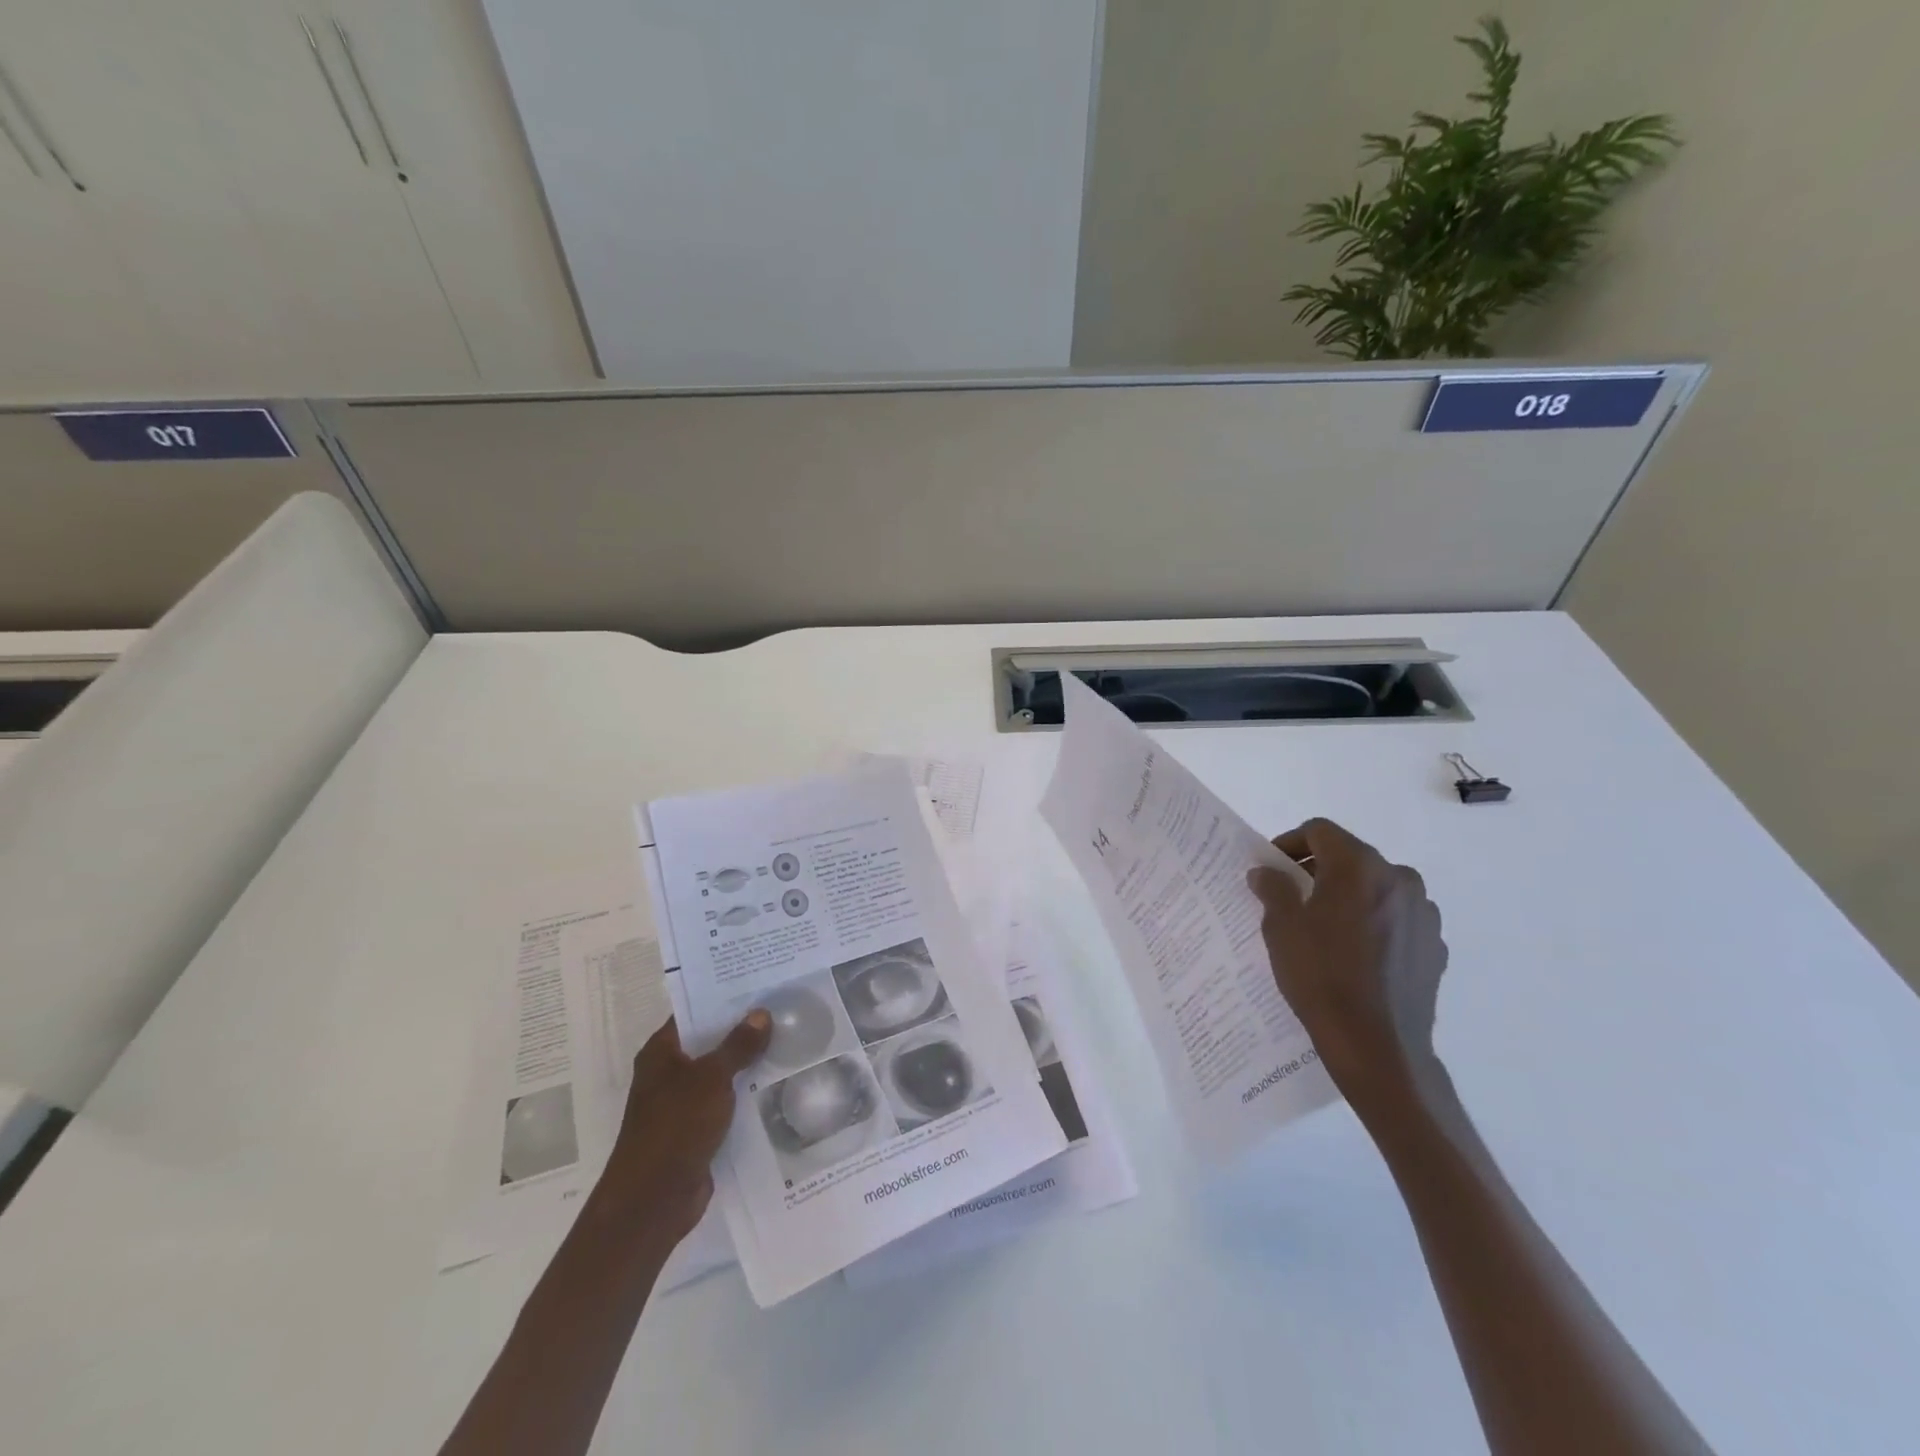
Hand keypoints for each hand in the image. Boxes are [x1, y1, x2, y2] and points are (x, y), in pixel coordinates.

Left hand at [597, 1010, 771, 1243]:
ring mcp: (681, 1103)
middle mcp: (668, 1073)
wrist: (653, 1201)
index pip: (694, 1012)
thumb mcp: (711, 1078)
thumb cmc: (675, 1127)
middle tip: (783, 1008)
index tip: (759, 982)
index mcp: (661, 1052)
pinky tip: (778, 1084)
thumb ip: (738, 1045)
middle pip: (710, 1042)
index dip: (724, 997)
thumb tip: (761, 1013)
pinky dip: (746, 1094)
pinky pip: (726, 1102)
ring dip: (748, 1063)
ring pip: (721, 1073)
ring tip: (789, 1040)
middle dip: (743, 1029)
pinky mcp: (696, 1130)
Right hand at [1247, 818, 1447, 1121]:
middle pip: (1350, 857)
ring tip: (1325, 927)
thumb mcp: (1281, 928)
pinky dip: (1373, 922)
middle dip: (1319, 869)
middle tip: (1292, 896)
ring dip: (1348, 895)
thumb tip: (1266, 872)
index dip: (1290, 843)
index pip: (1319, 831)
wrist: (1377, 1046)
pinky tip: (1355, 954)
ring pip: (1376, 887)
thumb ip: (1273, 889)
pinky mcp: (1435, 945)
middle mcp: (1399, 878)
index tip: (1272, 869)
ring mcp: (1424, 913)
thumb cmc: (1321, 977)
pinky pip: (1397, 918)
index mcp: (1359, 866)